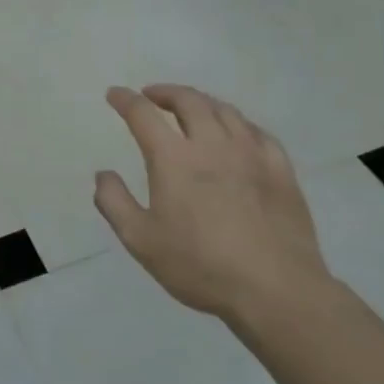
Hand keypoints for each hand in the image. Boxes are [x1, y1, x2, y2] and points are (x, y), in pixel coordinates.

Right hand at [94, 84, 331, 323]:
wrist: (277, 290)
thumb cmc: (201, 265)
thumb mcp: (140, 240)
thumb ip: (114, 202)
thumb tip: (103, 174)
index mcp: (173, 158)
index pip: (143, 114)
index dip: (125, 100)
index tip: (115, 94)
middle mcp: (212, 144)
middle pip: (188, 101)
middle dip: (165, 92)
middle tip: (152, 96)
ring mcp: (251, 154)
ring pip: (224, 110)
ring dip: (201, 102)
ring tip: (190, 108)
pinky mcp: (281, 170)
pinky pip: (257, 131)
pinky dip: (237, 123)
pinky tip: (236, 133)